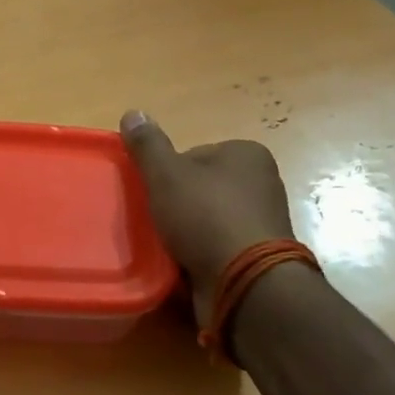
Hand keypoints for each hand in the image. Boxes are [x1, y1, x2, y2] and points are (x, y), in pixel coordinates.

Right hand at [120, 110, 296, 326]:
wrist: (245, 282)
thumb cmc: (206, 217)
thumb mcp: (166, 174)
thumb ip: (147, 145)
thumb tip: (132, 112)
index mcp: (247, 154)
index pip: (194, 154)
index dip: (167, 173)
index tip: (153, 194)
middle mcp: (262, 183)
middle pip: (200, 188)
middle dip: (177, 205)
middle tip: (154, 221)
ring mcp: (262, 222)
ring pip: (207, 220)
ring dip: (186, 232)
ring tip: (165, 245)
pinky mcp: (258, 257)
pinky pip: (217, 248)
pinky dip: (199, 254)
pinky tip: (181, 264)